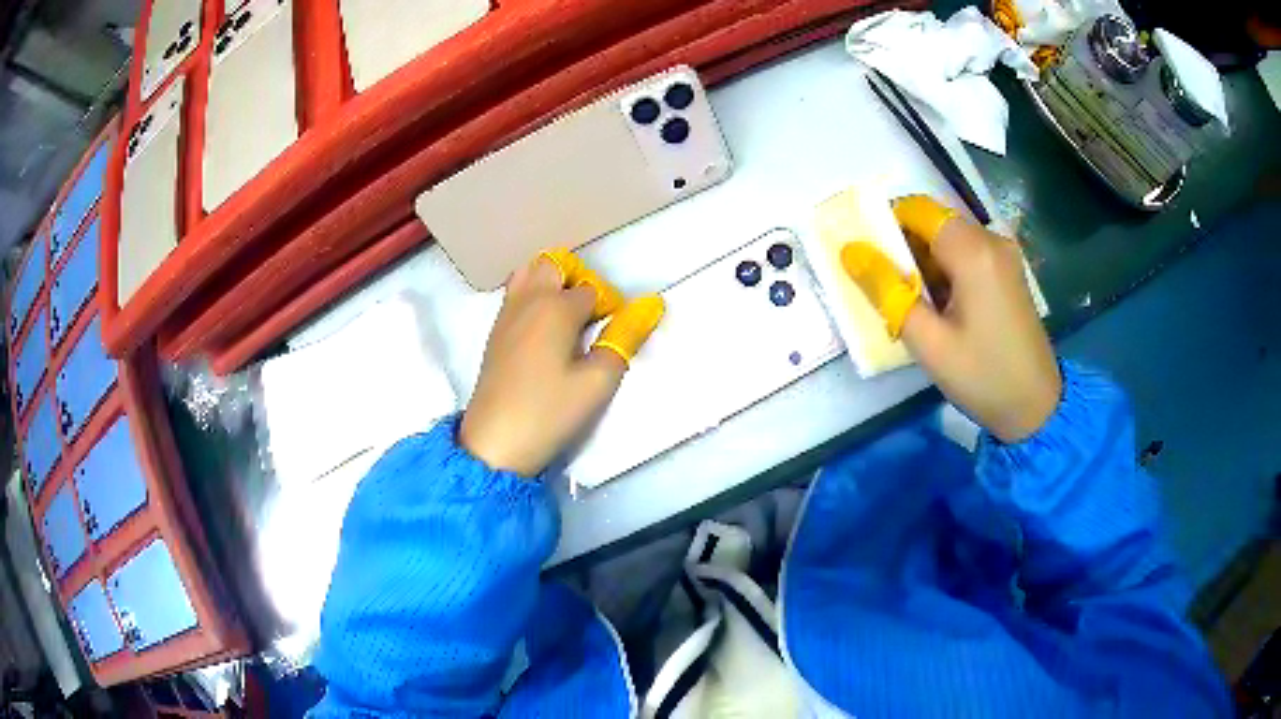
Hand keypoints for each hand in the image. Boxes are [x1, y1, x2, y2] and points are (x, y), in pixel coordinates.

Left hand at [460, 250, 663, 475]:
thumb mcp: (598, 381)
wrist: (495, 441)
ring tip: (566, 317)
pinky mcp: (495, 331)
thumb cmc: (551, 411)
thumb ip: (624, 339)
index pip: (592, 288)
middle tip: (591, 315)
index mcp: (556, 307)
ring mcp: (506, 313)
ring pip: (529, 272)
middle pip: (554, 264)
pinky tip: (543, 330)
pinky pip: (515, 293)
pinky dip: (532, 295)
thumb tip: (649, 306)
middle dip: (577, 279)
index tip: (614, 333)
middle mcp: (528, 300)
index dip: (609, 305)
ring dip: (551, 282)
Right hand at [844, 196, 1060, 442]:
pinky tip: (942, 310)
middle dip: (905, 250)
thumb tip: (851, 252)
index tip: (872, 262)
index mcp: (973, 251)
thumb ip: (887, 292)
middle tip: (891, 293)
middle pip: (934, 223)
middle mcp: (991, 240)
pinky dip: (945, 272)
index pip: (917, 210)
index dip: (887, 226)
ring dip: (925, 264)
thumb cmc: (982, 376)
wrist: (1037, 408)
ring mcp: (1003, 255)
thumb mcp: (928, 343)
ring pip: (949, 240)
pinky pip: (966, 255)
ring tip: (916, 308)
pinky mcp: (1007, 271)